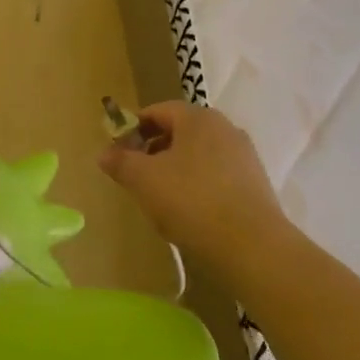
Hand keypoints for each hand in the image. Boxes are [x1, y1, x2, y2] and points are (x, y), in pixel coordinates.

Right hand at [98, 102, 292, 269]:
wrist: (253, 248)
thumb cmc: (192, 202)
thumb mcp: (144, 180)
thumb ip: (120, 162)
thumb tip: (104, 153)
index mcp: (198, 118)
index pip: (157, 111)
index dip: (133, 129)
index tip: (118, 152)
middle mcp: (225, 129)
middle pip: (179, 132)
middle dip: (153, 151)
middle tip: (135, 177)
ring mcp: (244, 157)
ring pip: (198, 156)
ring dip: (175, 171)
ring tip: (160, 200)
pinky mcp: (255, 185)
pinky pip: (216, 177)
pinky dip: (198, 187)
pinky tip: (189, 215)